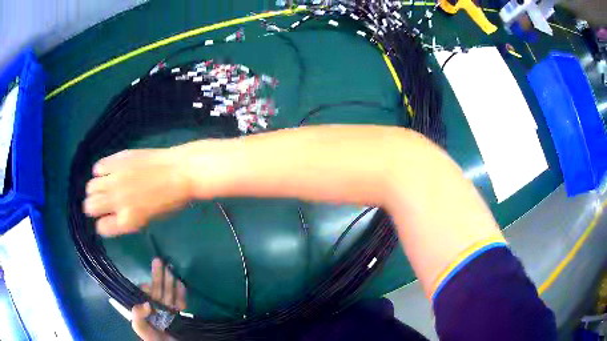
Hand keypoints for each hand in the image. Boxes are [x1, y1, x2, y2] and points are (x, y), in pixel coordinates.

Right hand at [84, 148, 191, 235]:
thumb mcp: (150, 219)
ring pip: (90, 186)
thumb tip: (115, 216)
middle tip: (100, 204)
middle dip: (92, 207)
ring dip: (94, 190)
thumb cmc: (172, 201)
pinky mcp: (117, 160)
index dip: (103, 225)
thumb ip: (130, 220)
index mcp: (127, 220)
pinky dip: (100, 171)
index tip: (105, 220)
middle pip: (90, 207)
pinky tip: (109, 172)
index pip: (101, 228)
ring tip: (103, 187)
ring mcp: (115, 178)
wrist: (180, 171)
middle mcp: (116, 201)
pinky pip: (98, 167)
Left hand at [132, 258, 186, 340]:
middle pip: (158, 290)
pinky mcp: (182, 316)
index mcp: (147, 311)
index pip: (146, 295)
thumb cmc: (156, 340)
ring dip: (170, 280)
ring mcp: (170, 312)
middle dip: (158, 276)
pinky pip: (181, 302)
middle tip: (158, 260)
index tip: (147, 283)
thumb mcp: (142, 329)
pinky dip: (182, 292)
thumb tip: (146, 302)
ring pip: (169, 293)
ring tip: (170, 268)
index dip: (147, 286)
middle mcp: (158, 309)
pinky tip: (181, 283)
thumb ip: (138, 316)